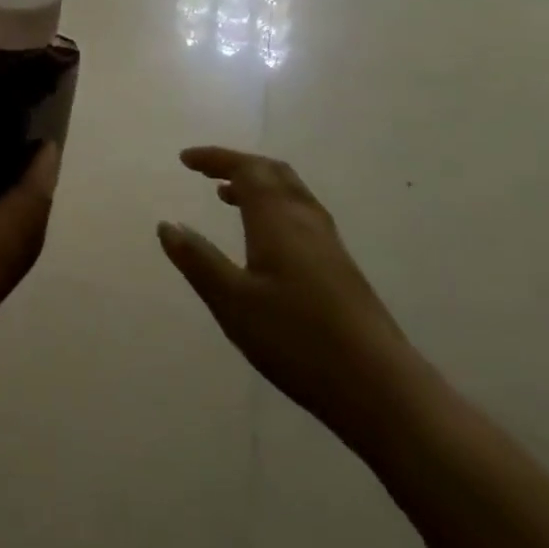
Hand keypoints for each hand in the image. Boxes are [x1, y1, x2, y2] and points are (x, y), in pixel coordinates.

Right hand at [158, 147, 422, 447]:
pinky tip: (264, 239)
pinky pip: (301, 215)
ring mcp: (329, 246)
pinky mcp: (341, 269)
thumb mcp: (233, 302)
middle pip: (274, 174)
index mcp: (278, 222)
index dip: (216, 158)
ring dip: (258, 185)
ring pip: (292, 194)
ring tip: (226, 196)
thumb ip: (198, 261)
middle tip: (205, 171)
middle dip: (238, 165)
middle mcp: (306, 222)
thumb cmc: (297, 340)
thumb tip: (167, 225)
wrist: (381, 389)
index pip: (247, 170)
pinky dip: (274, 207)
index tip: (185, 159)